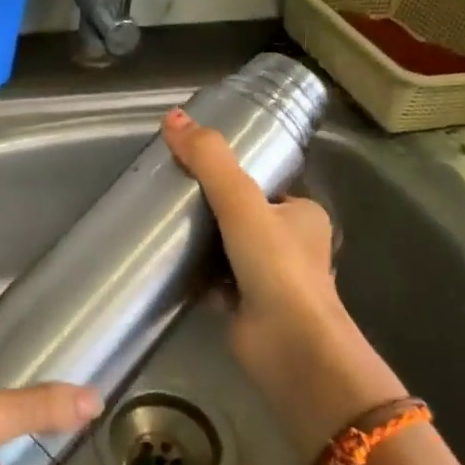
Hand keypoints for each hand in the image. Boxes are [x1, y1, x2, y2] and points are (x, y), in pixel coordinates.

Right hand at [161, 107, 407, 458]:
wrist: (289, 346)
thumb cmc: (276, 268)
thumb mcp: (242, 203)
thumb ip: (210, 162)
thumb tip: (172, 118)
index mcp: (302, 214)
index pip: (262, 185)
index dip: (229, 176)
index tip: (191, 169)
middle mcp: (291, 246)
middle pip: (241, 217)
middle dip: (209, 211)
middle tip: (169, 197)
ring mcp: (270, 280)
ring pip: (227, 250)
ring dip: (200, 243)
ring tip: (161, 226)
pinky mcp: (247, 309)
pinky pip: (215, 282)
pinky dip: (196, 275)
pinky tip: (167, 266)